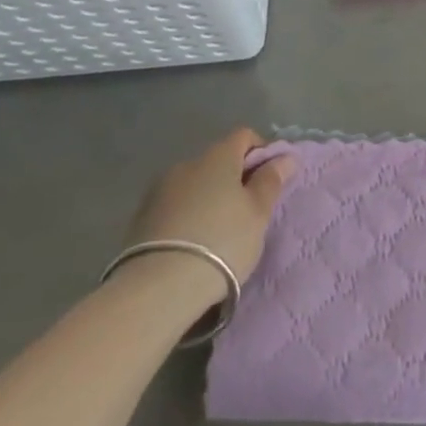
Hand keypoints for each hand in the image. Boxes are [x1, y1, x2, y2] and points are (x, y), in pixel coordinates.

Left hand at [126, 128, 296, 285]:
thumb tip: (285, 156)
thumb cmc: (222, 241)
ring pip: (195, 185)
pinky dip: (187, 216)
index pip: (244, 136)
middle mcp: (187, 164)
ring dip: (209, 198)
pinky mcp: (140, 219)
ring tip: (218, 232)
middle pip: (218, 161)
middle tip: (247, 211)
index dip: (262, 152)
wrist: (157, 289)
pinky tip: (192, 244)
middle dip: (234, 178)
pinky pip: (174, 207)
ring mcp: (159, 191)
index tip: (270, 180)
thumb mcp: (258, 212)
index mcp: (218, 156)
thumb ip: (271, 180)